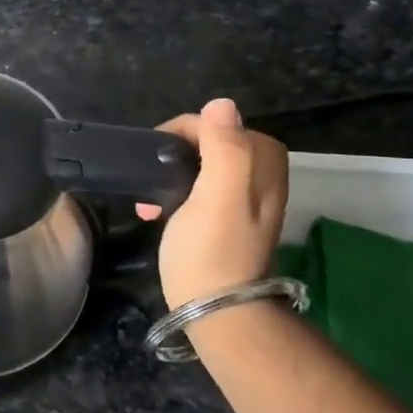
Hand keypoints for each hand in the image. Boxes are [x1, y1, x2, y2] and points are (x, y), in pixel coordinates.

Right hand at [135, 98, 289, 308]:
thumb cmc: (211, 250)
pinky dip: (175, 194)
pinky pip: (198, 191)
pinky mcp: (225, 223)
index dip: (185, 131)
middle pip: (213, 144)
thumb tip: (221, 104)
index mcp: (264, 166)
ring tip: (148, 195)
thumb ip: (224, 148)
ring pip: (203, 167)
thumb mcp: (217, 195)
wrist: (215, 309)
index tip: (154, 154)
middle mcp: (260, 179)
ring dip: (171, 174)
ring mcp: (243, 203)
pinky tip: (155, 212)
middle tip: (150, 172)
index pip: (221, 124)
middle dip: (176, 152)